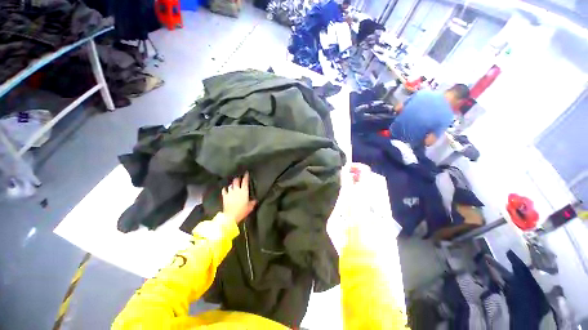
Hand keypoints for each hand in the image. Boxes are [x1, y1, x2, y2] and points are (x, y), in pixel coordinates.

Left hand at [221, 172, 256, 223]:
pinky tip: (226, 189)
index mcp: (244, 191)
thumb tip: (255, 200)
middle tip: (239, 178)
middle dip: (238, 178)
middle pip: (236, 181)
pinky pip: (224, 190)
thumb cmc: (242, 210)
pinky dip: (225, 189)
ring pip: (230, 185)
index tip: (246, 173)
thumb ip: (253, 202)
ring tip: (233, 184)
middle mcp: (237, 190)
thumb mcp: (250, 207)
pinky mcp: (224, 196)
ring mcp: (230, 192)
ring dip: (232, 184)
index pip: (245, 181)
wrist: (231, 216)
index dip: (246, 176)